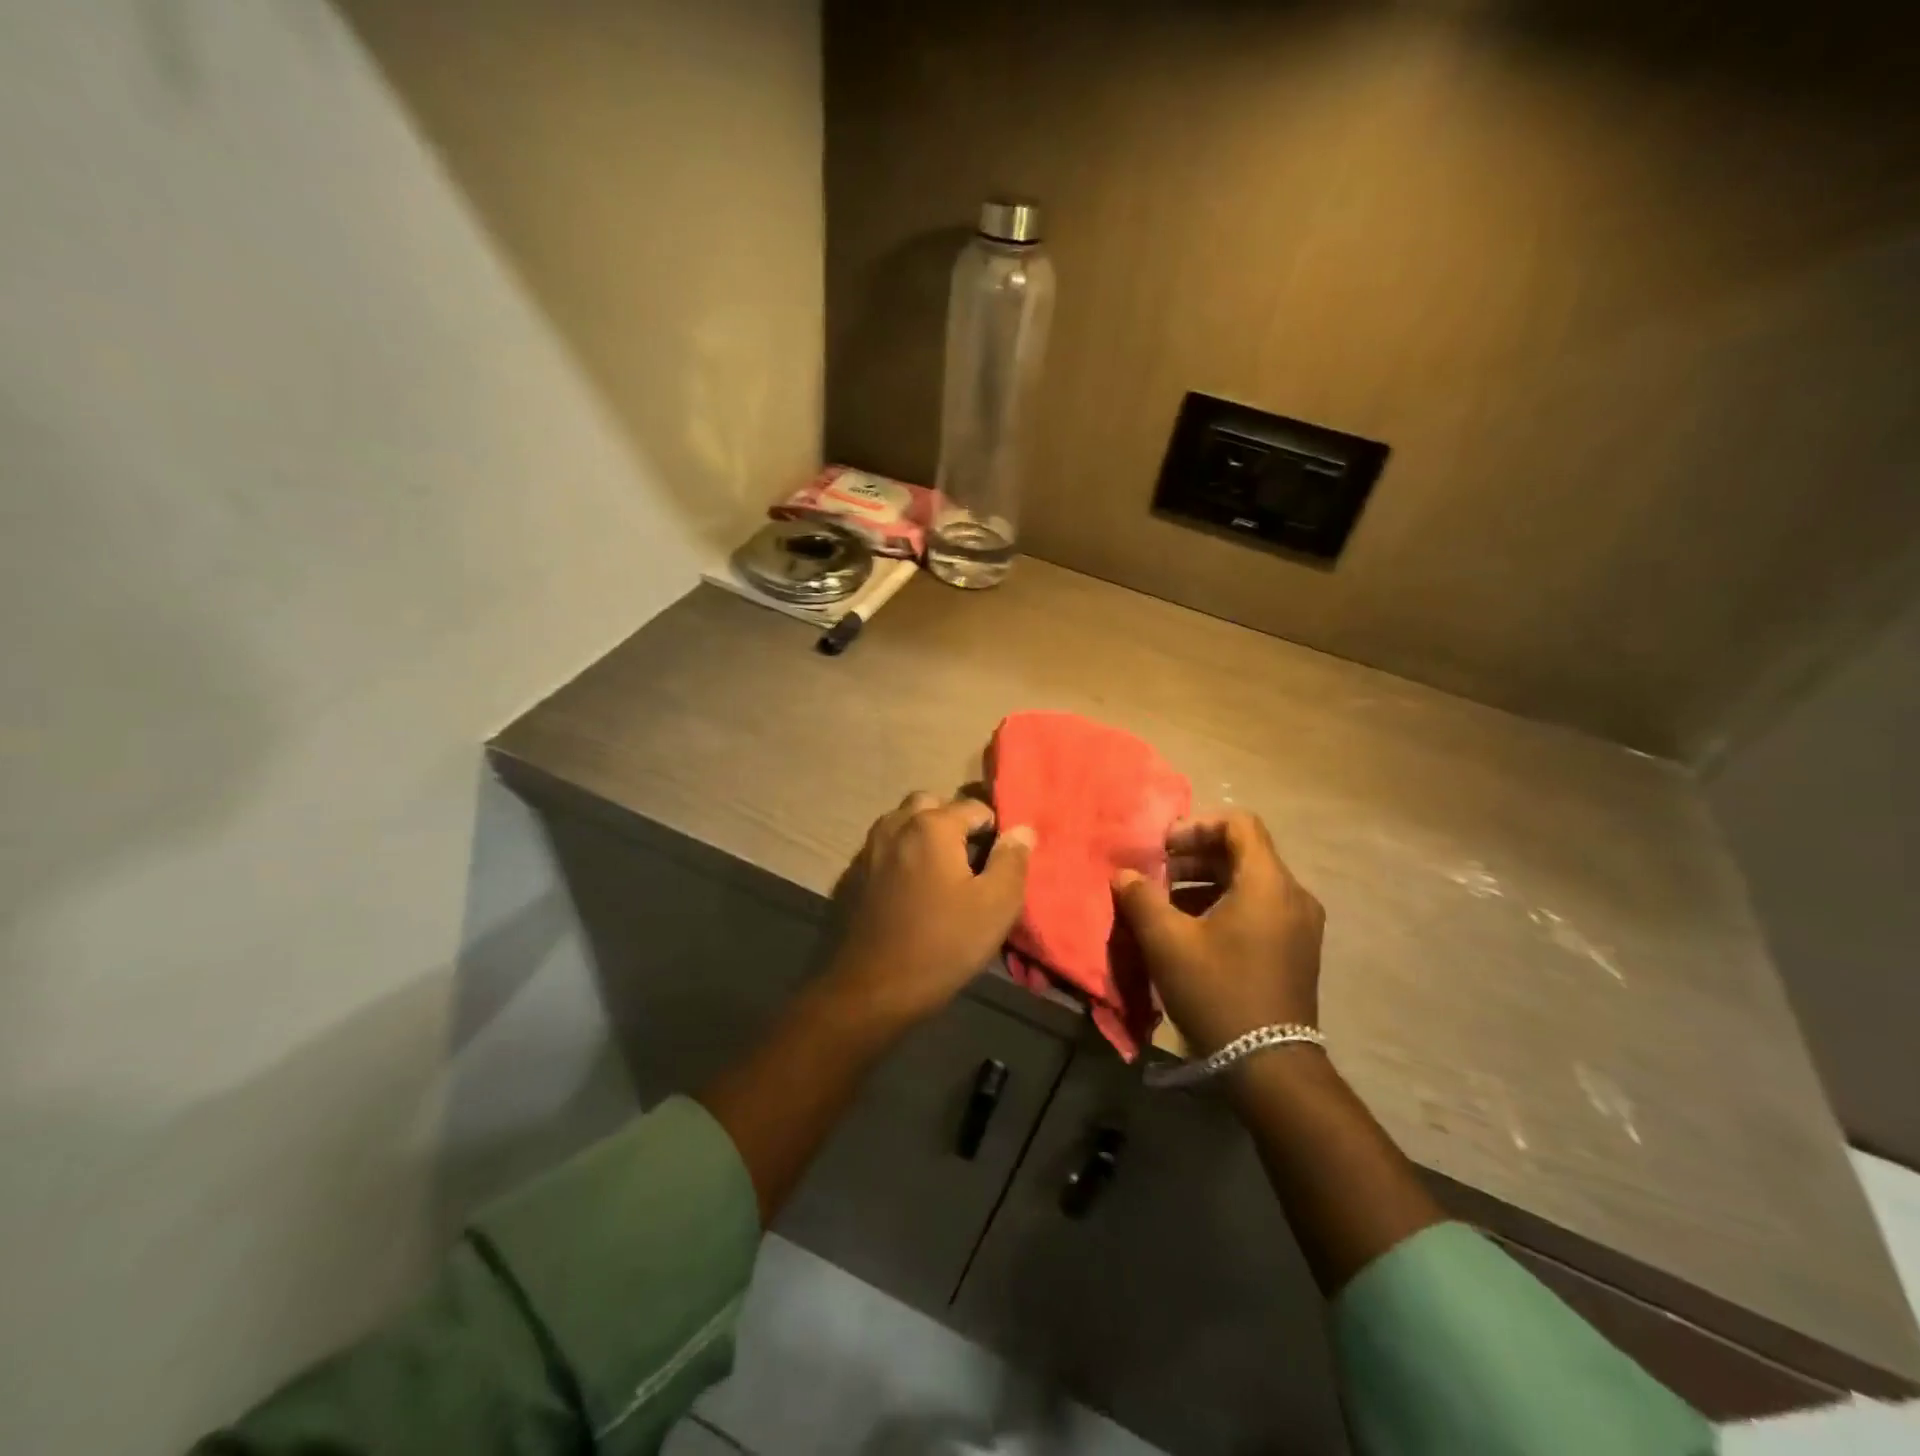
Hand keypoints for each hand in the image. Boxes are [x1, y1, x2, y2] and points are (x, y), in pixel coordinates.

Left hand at [825, 792, 1035, 1029]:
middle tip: (970, 860)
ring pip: (904, 822)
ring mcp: (870, 847)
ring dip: (924, 834)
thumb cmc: (943, 944)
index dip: (994, 831)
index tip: (999, 862)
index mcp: (932, 825)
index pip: (974, 807)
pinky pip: (885, 847)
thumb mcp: (996, 905)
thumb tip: (1021, 830)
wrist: (874, 988)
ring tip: (942, 872)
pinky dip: (902, 853)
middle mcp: (896, 824)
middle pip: (931, 804)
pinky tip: (912, 888)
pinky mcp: (855, 872)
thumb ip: (1012, 860)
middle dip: (953, 822)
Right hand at [1112, 810, 1323, 1054]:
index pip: (1239, 824)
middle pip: (1243, 852)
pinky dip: (1225, 905)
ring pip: (1250, 882)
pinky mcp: (1297, 949)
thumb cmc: (1218, 991)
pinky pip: (1259, 908)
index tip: (1163, 849)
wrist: (1270, 1067)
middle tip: (1157, 876)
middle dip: (1195, 857)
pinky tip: (1193, 931)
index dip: (1197, 826)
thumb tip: (1125, 875)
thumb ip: (1141, 898)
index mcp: (1268, 883)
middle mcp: (1292, 895)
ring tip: (1167, 905)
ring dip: (1206, 882)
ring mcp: (1300, 924)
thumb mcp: (1167, 942)